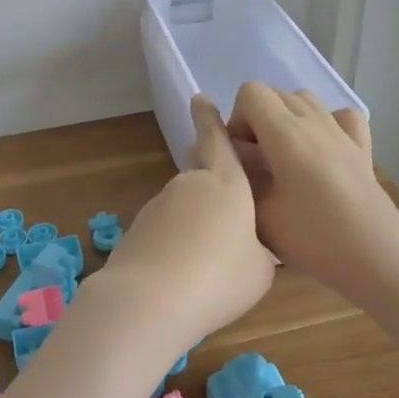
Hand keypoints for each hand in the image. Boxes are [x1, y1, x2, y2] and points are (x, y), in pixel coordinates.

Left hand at [97, 95, 274, 354]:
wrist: (150, 299)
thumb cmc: (220, 277)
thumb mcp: (261, 268)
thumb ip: (258, 248)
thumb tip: (247, 246)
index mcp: (226, 184)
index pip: (217, 140)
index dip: (210, 119)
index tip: (199, 98)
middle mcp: (189, 185)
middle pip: (200, 170)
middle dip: (209, 173)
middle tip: (223, 192)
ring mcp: (159, 205)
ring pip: (183, 203)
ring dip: (195, 219)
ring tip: (210, 257)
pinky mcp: (137, 230)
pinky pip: (166, 228)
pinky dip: (177, 241)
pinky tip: (184, 272)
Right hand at [224, 81, 398, 290]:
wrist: (376, 258)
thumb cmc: (313, 238)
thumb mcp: (259, 213)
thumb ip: (239, 175)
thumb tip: (232, 155)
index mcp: (286, 133)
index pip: (250, 92)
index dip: (237, 118)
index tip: (241, 155)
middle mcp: (315, 122)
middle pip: (276, 94)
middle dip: (258, 120)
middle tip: (258, 162)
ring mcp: (342, 133)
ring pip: (306, 101)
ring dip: (287, 119)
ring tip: (285, 158)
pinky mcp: (363, 148)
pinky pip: (341, 117)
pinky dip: (326, 124)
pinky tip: (322, 151)